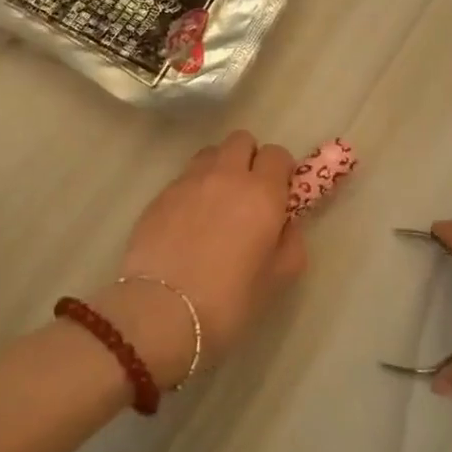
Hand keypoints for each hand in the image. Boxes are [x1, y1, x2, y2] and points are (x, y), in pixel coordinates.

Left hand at [92, 131, 305, 385]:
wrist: (161, 311)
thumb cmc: (229, 299)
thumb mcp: (279, 278)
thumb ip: (291, 242)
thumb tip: (285, 224)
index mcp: (261, 192)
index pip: (278, 154)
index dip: (281, 171)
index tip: (280, 194)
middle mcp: (226, 175)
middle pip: (241, 140)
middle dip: (250, 158)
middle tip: (249, 193)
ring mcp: (188, 182)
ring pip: (210, 153)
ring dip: (219, 168)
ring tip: (216, 203)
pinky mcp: (160, 195)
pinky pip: (184, 178)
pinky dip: (193, 189)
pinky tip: (188, 222)